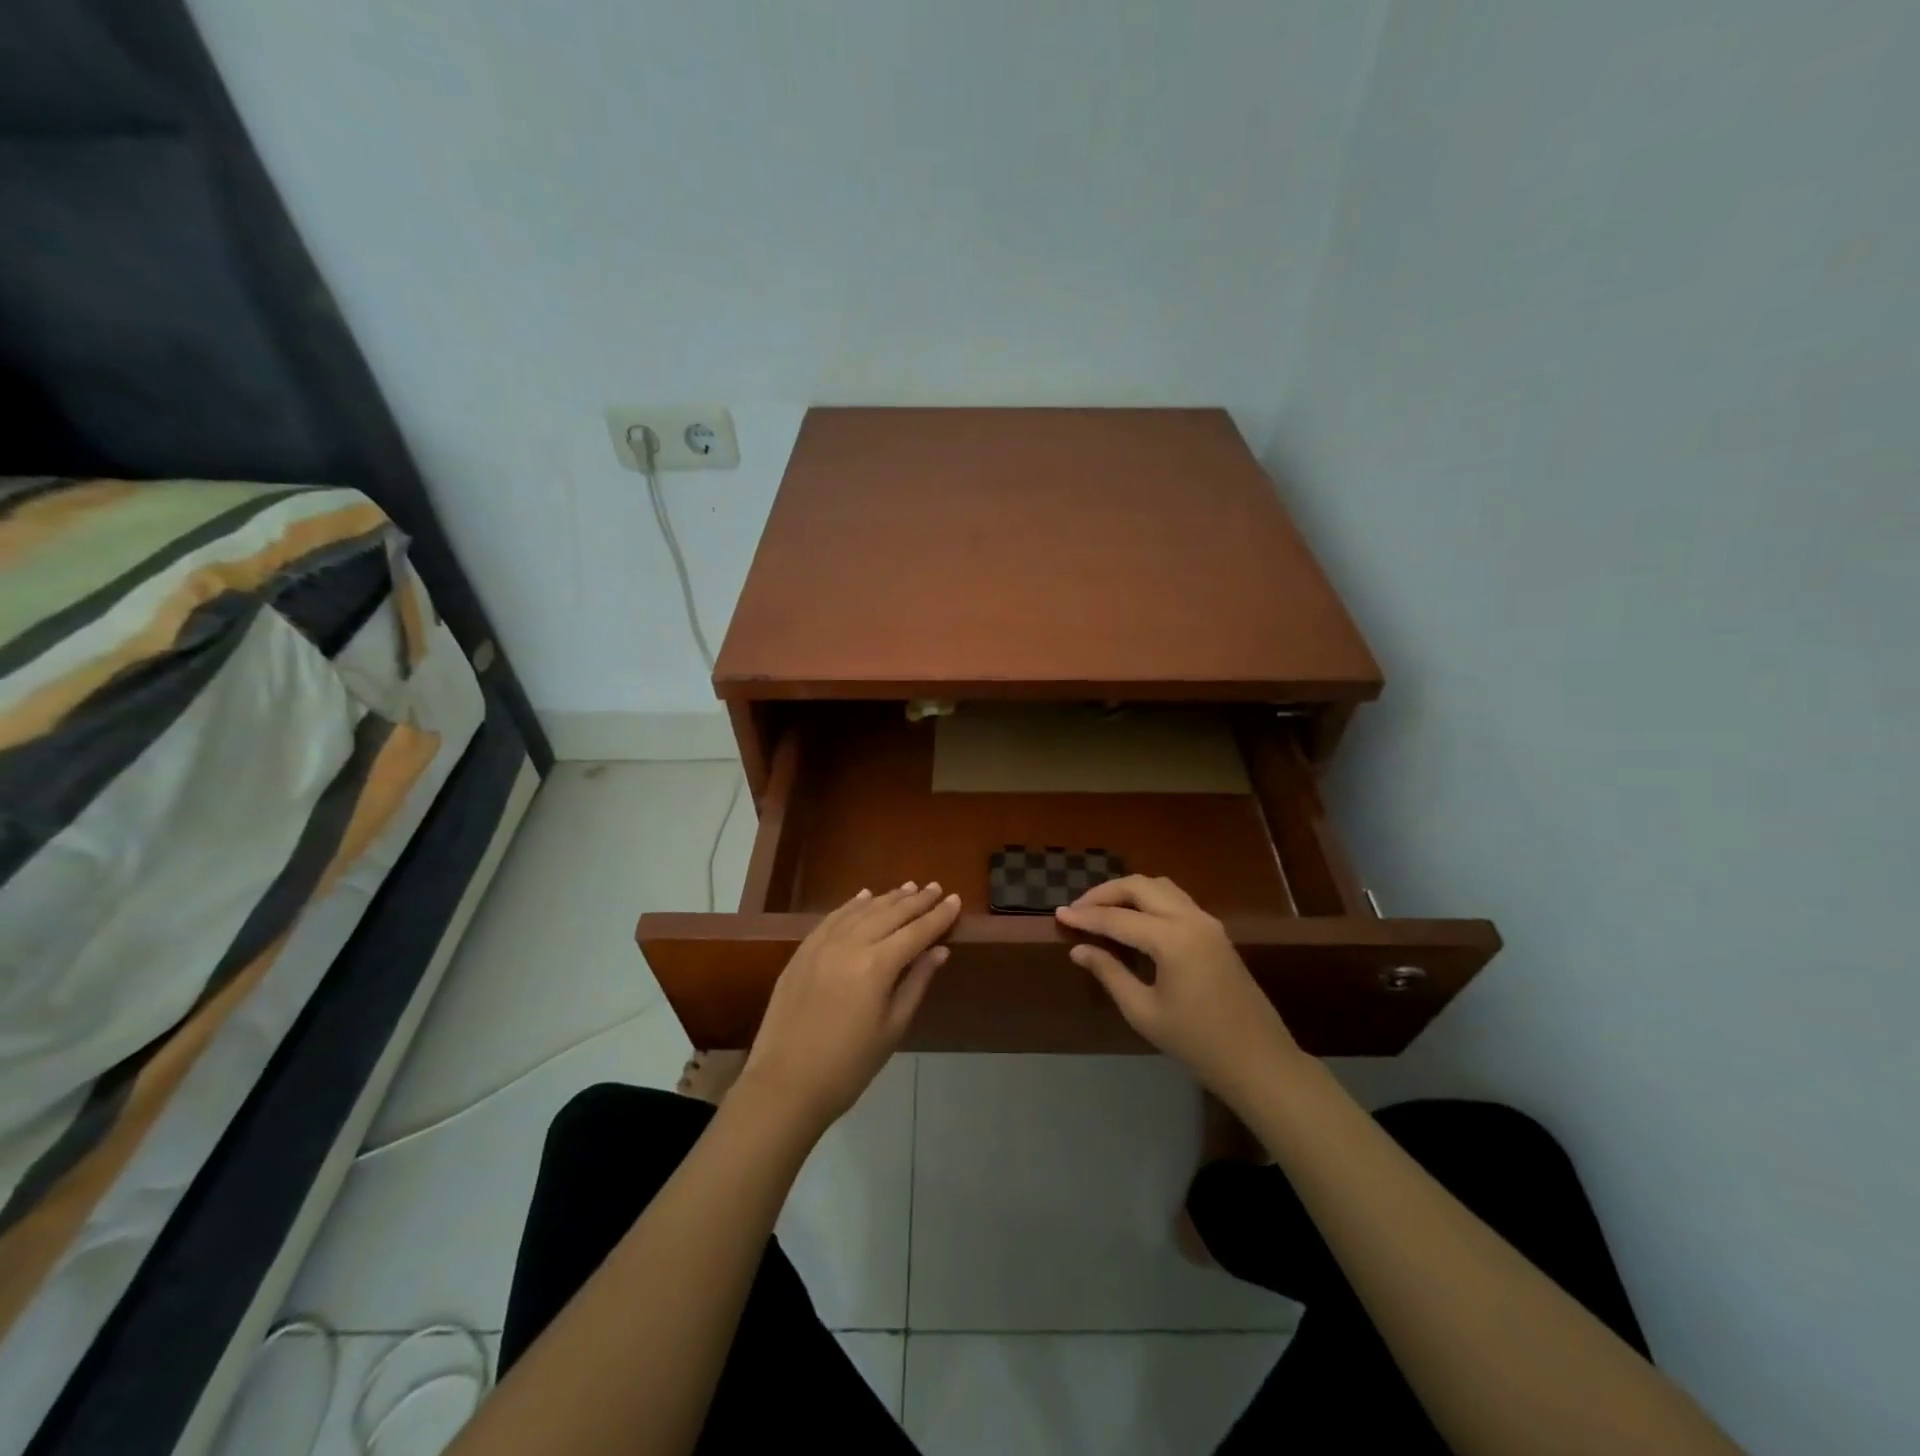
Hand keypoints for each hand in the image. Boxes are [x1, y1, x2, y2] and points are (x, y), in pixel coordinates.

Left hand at [743, 882, 960, 1133]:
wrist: (785, 1084)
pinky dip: (852, 905)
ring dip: (887, 898)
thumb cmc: (849, 1066)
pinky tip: (864, 897)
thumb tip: (939, 950)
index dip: (938, 916)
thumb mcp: (892, 1028)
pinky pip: (832, 918)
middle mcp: (850, 944)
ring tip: (908, 888)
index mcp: (877, 965)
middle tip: (935, 887)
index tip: (955, 899)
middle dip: (916, 901)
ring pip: (861, 911)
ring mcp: (822, 945)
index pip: (916, 931)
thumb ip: (916, 983)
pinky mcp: (802, 952)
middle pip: (890, 914)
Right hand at [1056, 876, 1303, 1106]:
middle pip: (1140, 886)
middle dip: (1105, 893)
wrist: (1258, 1061)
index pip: (1118, 918)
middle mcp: (1191, 919)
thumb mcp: (1144, 1012)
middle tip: (1078, 909)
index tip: (1058, 914)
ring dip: (1128, 891)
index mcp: (1172, 939)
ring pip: (1160, 887)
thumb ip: (1110, 973)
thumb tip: (1080, 949)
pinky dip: (1148, 900)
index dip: (1085, 916)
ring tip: (1102, 910)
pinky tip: (1133, 919)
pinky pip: (1175, 899)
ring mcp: (1207, 922)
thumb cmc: (1197, 1043)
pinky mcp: (1215, 931)